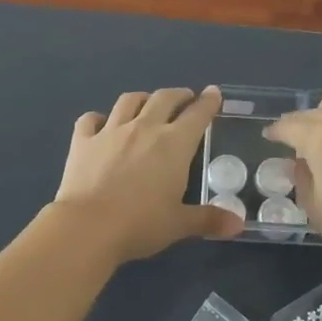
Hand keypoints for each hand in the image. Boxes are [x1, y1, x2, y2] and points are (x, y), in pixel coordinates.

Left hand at [53, 86, 244, 262]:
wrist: (87, 227)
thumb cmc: (140, 224)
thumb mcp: (179, 224)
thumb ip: (209, 218)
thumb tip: (238, 223)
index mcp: (174, 144)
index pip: (197, 114)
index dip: (208, 102)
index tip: (213, 93)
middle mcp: (144, 128)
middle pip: (164, 99)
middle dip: (178, 95)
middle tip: (185, 98)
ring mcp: (111, 131)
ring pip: (129, 101)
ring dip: (142, 99)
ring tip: (147, 104)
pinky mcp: (82, 141)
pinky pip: (90, 120)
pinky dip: (97, 119)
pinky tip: (100, 123)